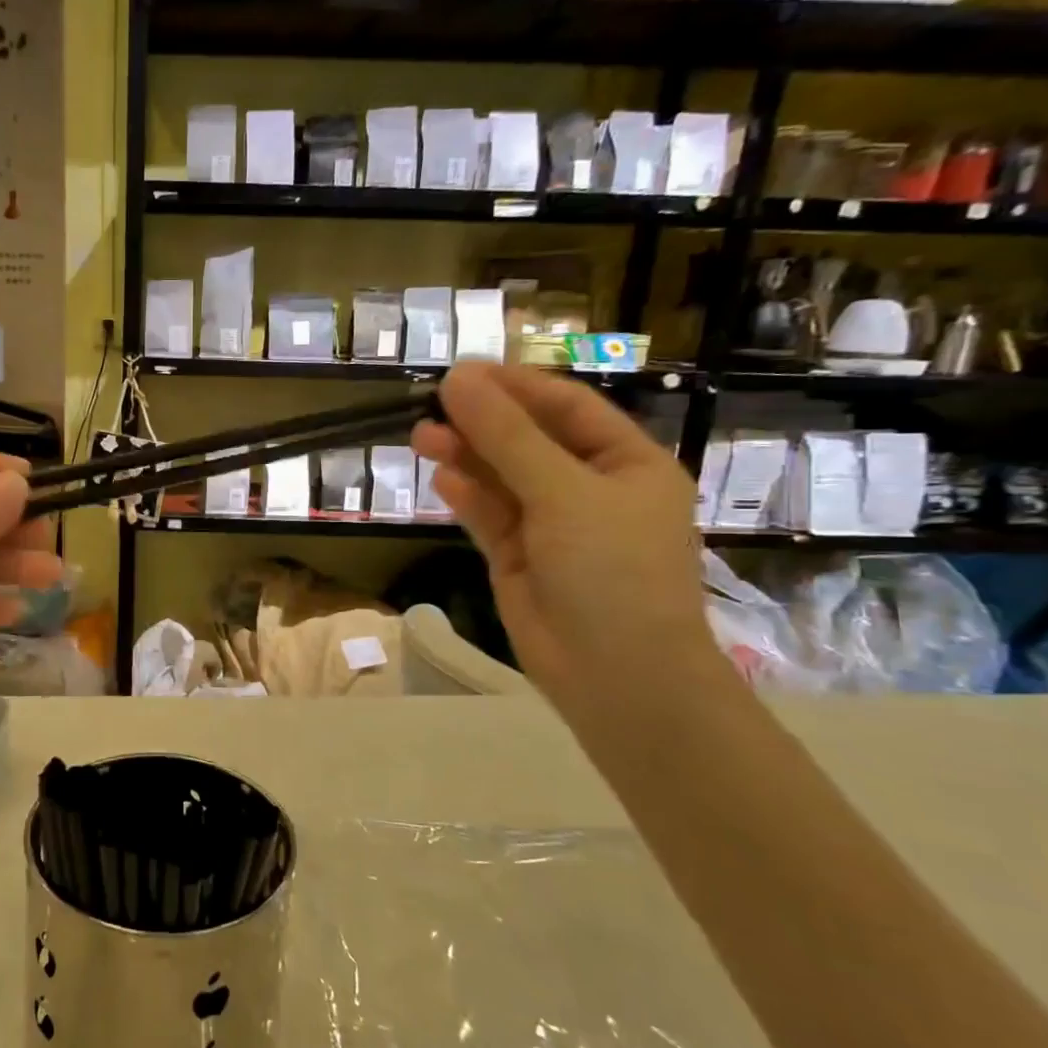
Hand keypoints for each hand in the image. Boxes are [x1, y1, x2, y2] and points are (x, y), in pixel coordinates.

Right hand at [411, 363, 724, 726]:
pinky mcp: (518, 556)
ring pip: (501, 477)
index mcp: (626, 464)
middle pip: (528, 439)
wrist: (616, 675)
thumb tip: (457, 379)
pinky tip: (441, 478)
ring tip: (421, 436)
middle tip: (431, 404)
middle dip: (482, 422)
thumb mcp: (563, 493)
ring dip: (465, 455)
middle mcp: (590, 488)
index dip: (515, 386)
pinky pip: (489, 515)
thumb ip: (506, 436)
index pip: (567, 407)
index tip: (462, 372)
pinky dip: (466, 496)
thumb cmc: (612, 571)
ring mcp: (552, 524)